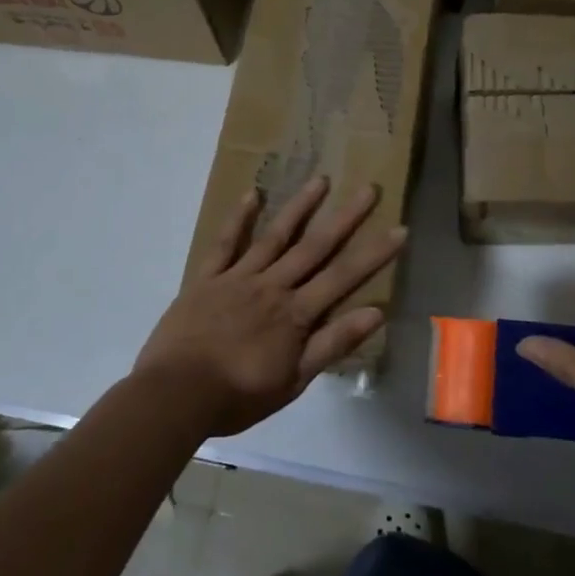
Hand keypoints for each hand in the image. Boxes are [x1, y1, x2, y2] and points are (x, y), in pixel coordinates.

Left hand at [132, 176, 405, 436]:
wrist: (175, 395)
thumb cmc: (237, 395)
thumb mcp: (293, 381)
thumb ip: (332, 344)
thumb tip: (376, 313)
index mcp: (295, 313)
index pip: (343, 277)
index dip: (374, 254)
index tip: (399, 229)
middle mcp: (272, 286)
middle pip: (315, 247)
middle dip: (346, 218)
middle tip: (369, 188)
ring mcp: (238, 277)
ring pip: (275, 236)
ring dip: (300, 207)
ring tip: (321, 179)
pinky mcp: (207, 278)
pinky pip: (225, 243)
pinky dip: (239, 219)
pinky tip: (252, 195)